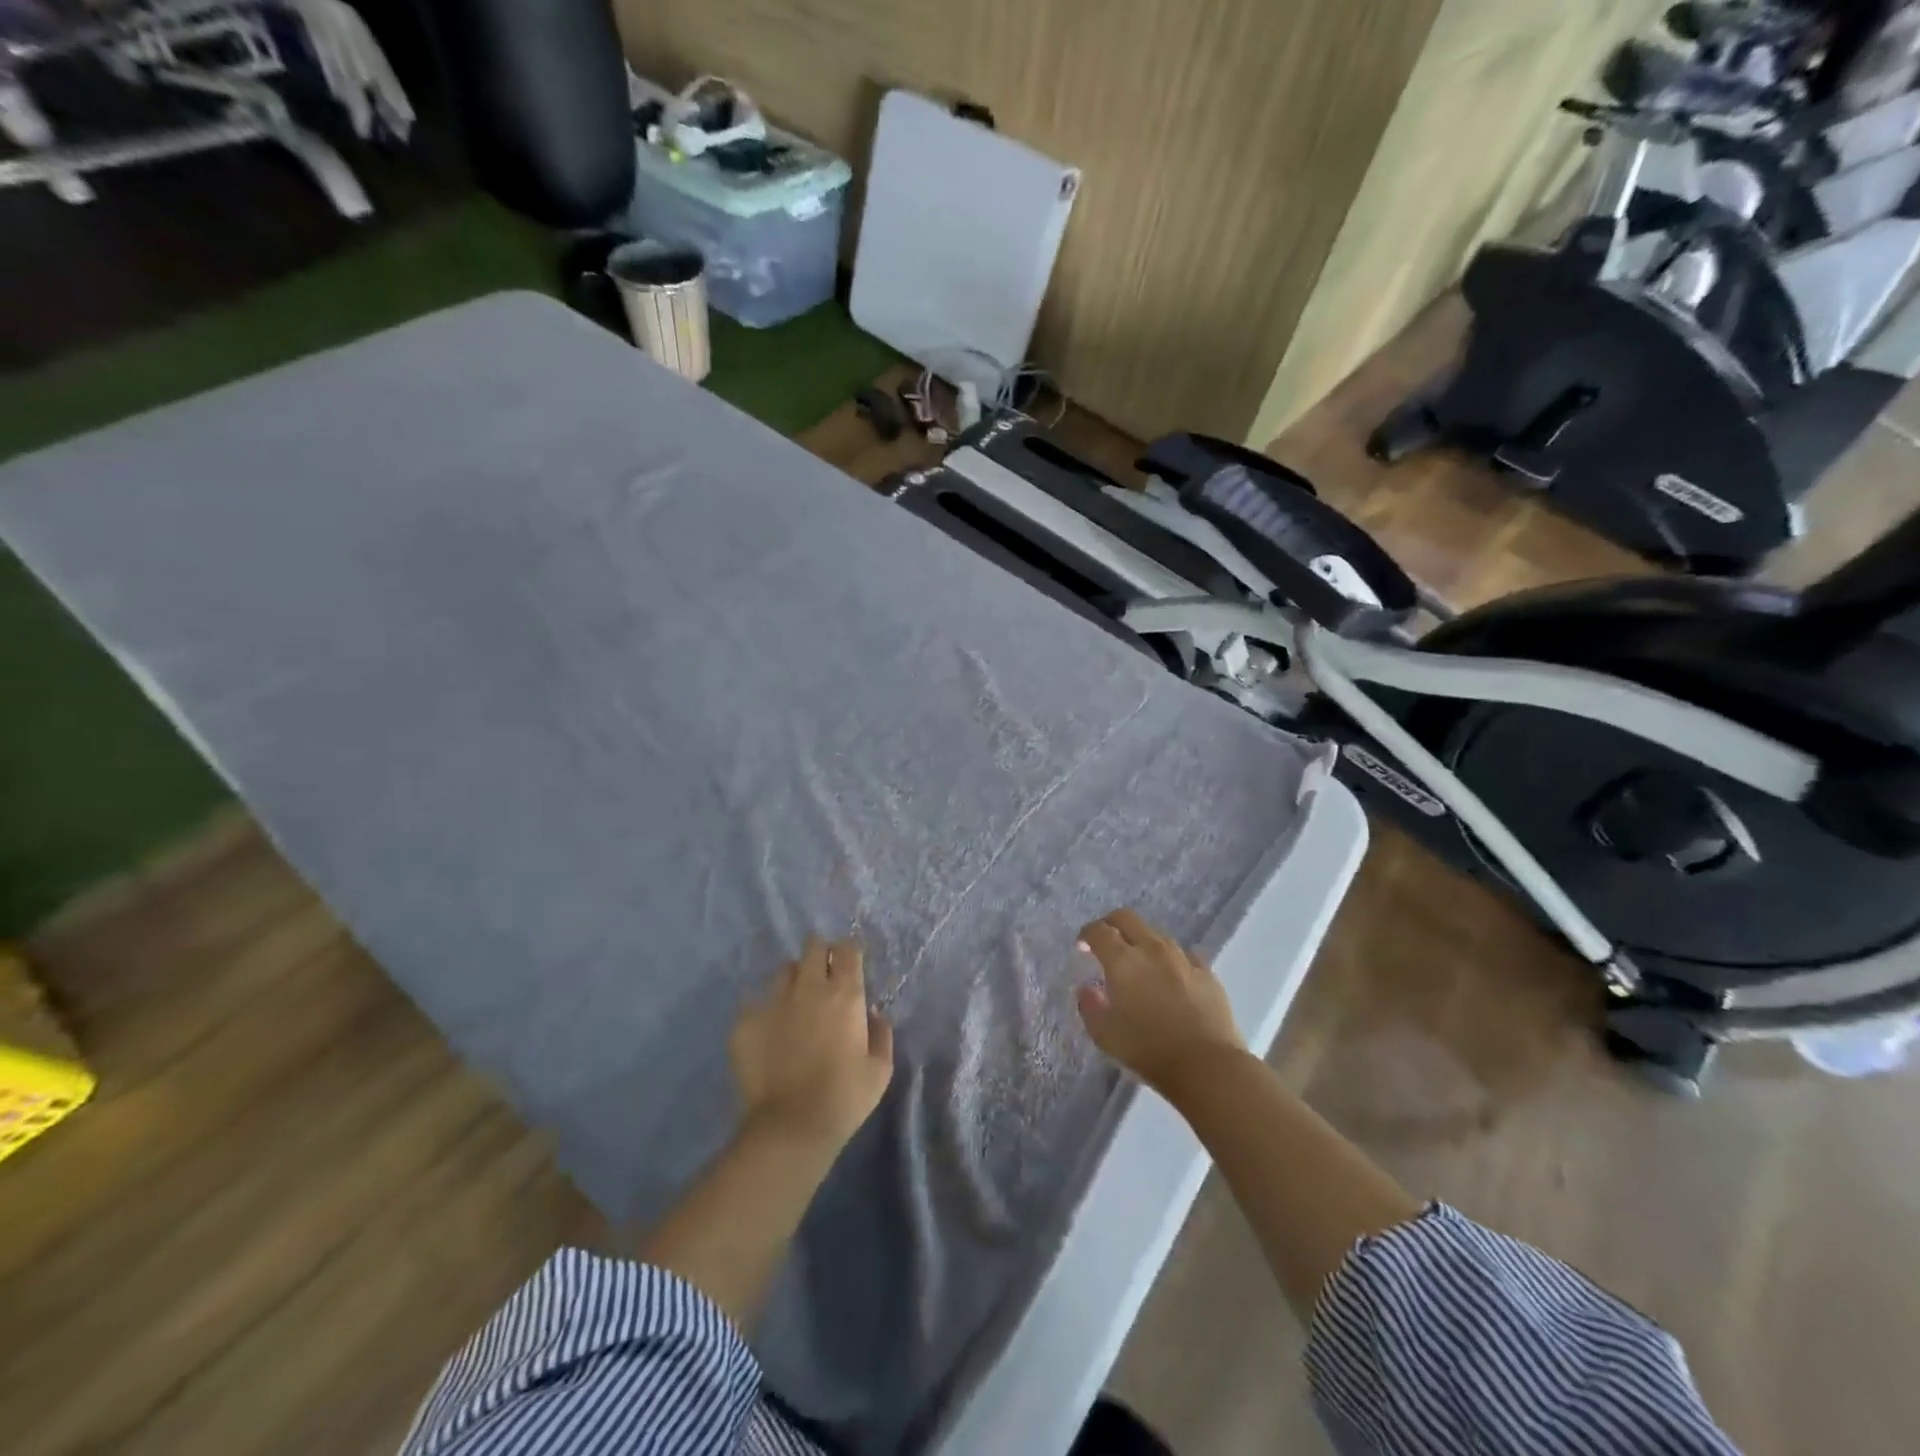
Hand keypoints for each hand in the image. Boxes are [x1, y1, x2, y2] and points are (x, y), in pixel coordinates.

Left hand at [729, 935, 894, 1151]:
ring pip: (783, 971)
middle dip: (819, 954)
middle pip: (813, 947)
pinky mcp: (745, 1022)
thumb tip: (872, 1012)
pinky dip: (765, 1011)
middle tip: (822, 976)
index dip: (848, 954)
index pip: (847, 949)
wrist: (790, 1127)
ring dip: (793, 980)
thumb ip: (881, 1033)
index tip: (849, 966)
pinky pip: (756, 1003)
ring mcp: (773, 1002)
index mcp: (844, 995)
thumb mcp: (880, 1069)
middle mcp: (808, 988)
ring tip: (795, 1003)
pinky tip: (769, 1034)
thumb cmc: (844, 1098)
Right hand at [1074, 909, 1245, 1091]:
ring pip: (1156, 934)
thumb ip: (1090, 1006)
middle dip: (1111, 925)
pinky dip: (1171, 960)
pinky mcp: (1206, 972)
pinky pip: (1184, 954)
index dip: (1086, 935)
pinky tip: (1171, 977)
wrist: (1208, 1066)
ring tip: (1139, 965)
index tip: (1081, 947)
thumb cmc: (1149, 1050)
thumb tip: (1086, 988)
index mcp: (1123, 961)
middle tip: (1106, 944)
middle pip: (1127, 918)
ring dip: (1141, 942)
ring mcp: (1182, 958)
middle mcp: (1152, 949)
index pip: (1099, 931)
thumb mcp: (1105, 1035)